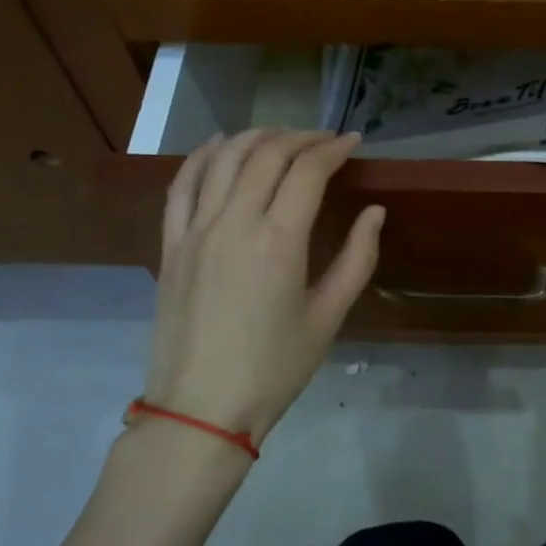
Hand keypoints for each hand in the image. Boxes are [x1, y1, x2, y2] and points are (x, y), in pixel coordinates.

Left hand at [143, 129, 382, 446]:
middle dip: (300, 138)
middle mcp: (233, 222)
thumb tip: (375, 213)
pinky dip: (202, 157)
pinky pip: (181, 186)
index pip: (307, 171)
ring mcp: (195, 231)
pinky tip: (219, 146)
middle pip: (266, 155)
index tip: (353, 142)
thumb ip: (357, 259)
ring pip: (223, 159)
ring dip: (255, 137)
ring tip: (280, 136)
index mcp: (278, 241)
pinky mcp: (170, 245)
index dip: (333, 149)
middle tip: (324, 140)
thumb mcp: (328, 318)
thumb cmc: (274, 369)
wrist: (200, 410)